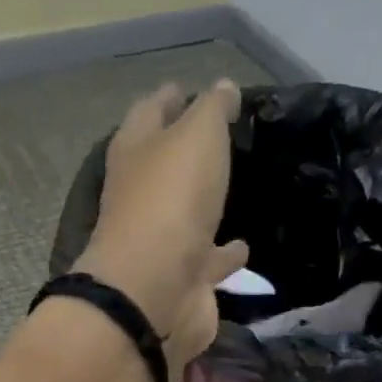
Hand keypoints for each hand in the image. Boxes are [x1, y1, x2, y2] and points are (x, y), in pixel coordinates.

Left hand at [77, 80, 249, 381]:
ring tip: (241, 191)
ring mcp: (163, 242)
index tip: (198, 90)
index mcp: (136, 152)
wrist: (156, 293)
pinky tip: (245, 246)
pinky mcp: (185, 280)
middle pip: (168, 166)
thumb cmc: (171, 203)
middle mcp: (144, 196)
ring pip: (189, 216)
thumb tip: (224, 88)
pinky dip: (225, 254)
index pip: (152, 112)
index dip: (173, 98)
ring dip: (208, 207)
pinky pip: (209, 260)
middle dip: (192, 154)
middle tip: (228, 141)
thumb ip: (212, 111)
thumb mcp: (197, 137)